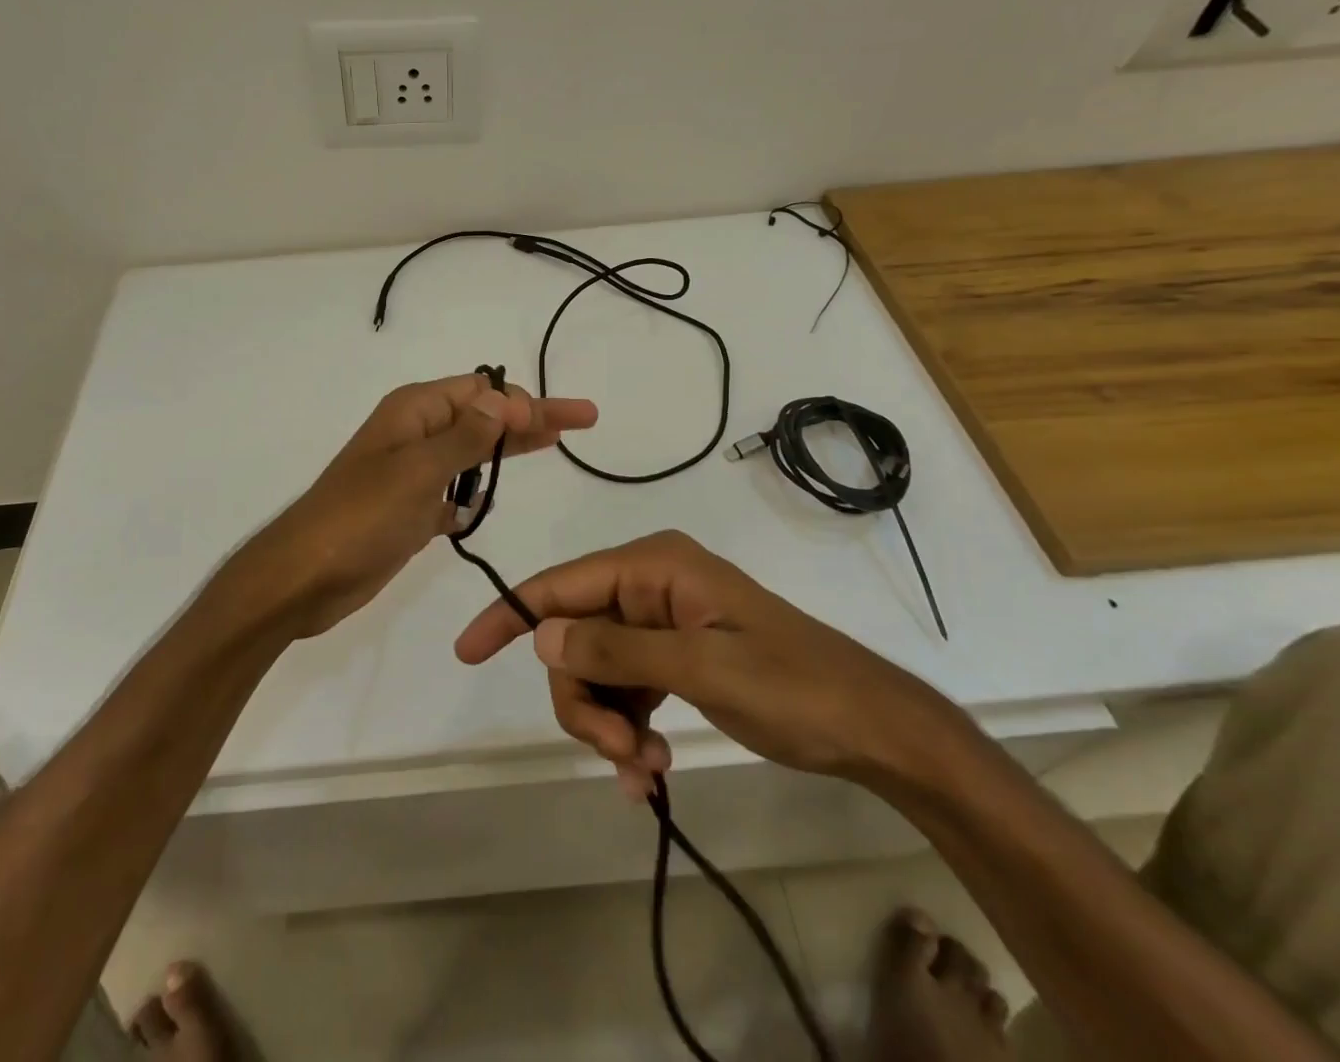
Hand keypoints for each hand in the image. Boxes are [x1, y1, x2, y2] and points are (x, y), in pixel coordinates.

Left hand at [227, 373, 597, 638]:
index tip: (563, 423)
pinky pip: (452, 492)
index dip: (524, 401)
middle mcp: (415, 434)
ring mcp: (411, 473)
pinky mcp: (409, 511)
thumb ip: (465, 437)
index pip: (481, 391)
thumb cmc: (359, 518)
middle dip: (530, 417)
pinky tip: (488, 503)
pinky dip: (473, 494)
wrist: (302, 578)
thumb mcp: (416, 471)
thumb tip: (504, 399)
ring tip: (550, 446)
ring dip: (505, 450)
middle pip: (484, 417)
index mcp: (414, 411)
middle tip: (582, 419)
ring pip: (471, 453)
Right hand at [453, 530, 953, 795]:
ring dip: (608, 725)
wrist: (874, 728)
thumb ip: (618, 648)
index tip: (466, 653)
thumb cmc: (795, 687)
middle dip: (584, 699)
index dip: (511, 615)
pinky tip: (650, 773)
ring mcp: (661, 623)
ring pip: (596, 670)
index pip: (561, 584)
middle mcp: (650, 585)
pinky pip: (626, 691)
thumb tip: (541, 633)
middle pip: (575, 637)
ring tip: (645, 772)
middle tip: (619, 756)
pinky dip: (627, 731)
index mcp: (654, 567)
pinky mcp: (675, 657)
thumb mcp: (702, 668)